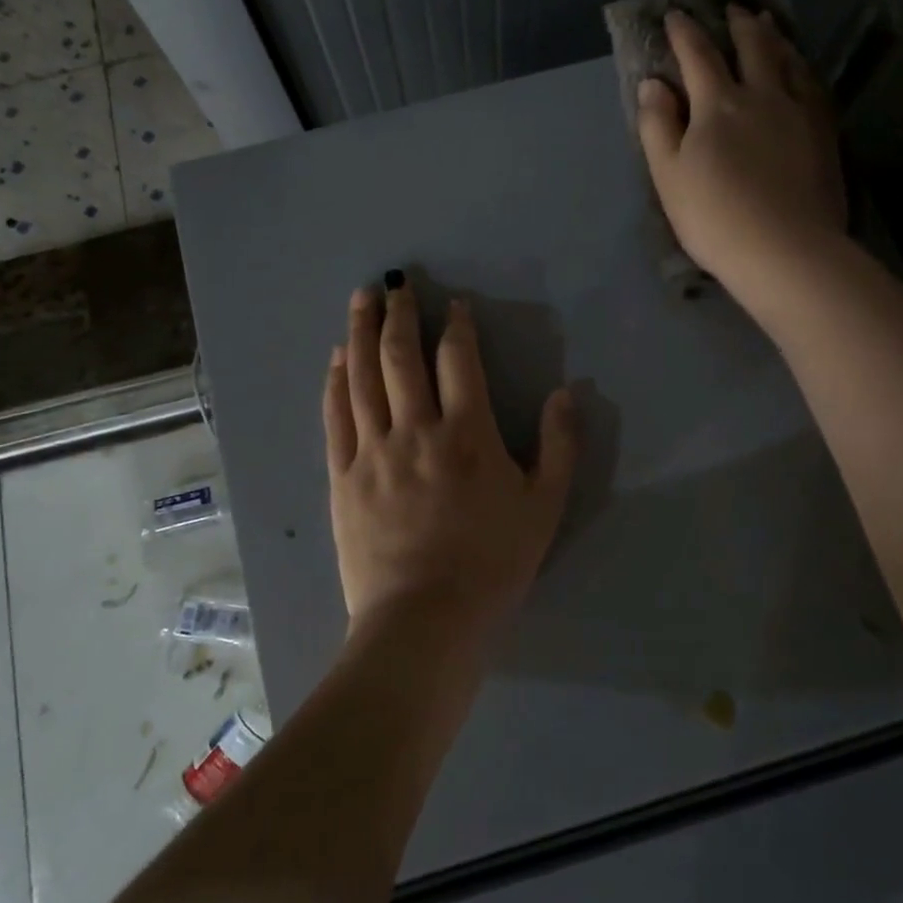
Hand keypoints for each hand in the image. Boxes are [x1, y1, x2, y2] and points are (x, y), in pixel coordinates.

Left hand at [323, 279, 578, 636]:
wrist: (424, 619)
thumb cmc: (491, 564)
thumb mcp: (544, 507)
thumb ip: (560, 446)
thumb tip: (566, 392)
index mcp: (467, 434)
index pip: (457, 361)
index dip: (455, 326)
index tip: (452, 305)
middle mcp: (415, 430)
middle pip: (401, 357)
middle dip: (399, 314)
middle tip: (394, 284)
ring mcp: (372, 451)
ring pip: (363, 378)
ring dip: (362, 333)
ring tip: (360, 299)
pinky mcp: (343, 476)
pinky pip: (336, 417)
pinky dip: (336, 382)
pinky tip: (336, 359)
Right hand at [637, 7, 846, 319]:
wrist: (785, 250)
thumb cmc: (714, 217)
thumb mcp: (668, 175)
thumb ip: (658, 126)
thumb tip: (653, 84)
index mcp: (718, 104)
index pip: (698, 56)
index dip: (684, 33)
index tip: (675, 14)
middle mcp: (763, 96)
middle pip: (751, 48)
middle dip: (737, 25)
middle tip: (732, 8)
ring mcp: (799, 113)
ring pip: (788, 61)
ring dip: (774, 38)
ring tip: (768, 26)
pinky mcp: (824, 134)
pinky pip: (813, 86)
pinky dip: (802, 68)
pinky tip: (801, 70)